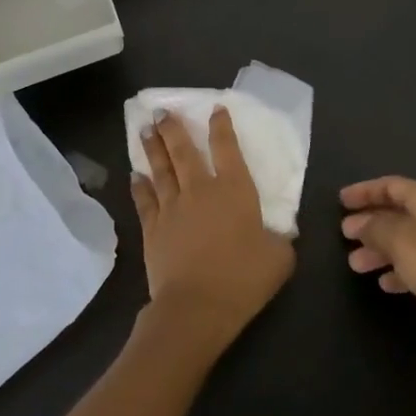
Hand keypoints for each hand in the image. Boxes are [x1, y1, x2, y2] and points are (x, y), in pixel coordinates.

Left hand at [132, 108, 294, 349]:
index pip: (227, 148)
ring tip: (145, 128)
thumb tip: (281, 233)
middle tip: (162, 110)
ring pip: (161, 169)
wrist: (197, 306)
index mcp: (235, 190)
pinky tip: (134, 175)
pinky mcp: (153, 228)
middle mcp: (201, 190)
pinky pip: (144, 200)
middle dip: (174, 128)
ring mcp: (173, 207)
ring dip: (153, 147)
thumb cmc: (243, 279)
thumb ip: (280, 239)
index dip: (221, 126)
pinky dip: (139, 186)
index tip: (215, 109)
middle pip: (184, 151)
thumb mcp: (279, 259)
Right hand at [340, 177, 415, 357]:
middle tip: (346, 236)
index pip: (394, 185)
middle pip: (402, 213)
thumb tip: (360, 223)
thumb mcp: (400, 240)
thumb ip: (376, 227)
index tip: (341, 201)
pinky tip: (387, 285)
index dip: (365, 191)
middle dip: (372, 224)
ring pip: (411, 241)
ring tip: (356, 265)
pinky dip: (402, 270)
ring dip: (382, 250)